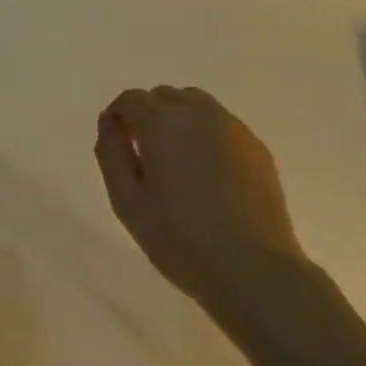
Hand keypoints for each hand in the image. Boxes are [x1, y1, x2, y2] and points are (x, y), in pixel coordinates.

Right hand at [94, 86, 310, 307]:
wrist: (252, 268)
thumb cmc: (179, 239)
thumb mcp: (127, 202)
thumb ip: (111, 154)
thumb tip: (108, 122)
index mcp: (163, 122)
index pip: (132, 99)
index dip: (118, 117)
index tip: (116, 145)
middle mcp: (199, 113)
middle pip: (164, 97)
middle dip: (148, 116)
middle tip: (144, 158)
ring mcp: (233, 128)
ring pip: (196, 106)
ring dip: (179, 122)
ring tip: (177, 164)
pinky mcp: (257, 147)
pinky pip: (222, 126)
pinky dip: (206, 136)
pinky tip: (207, 176)